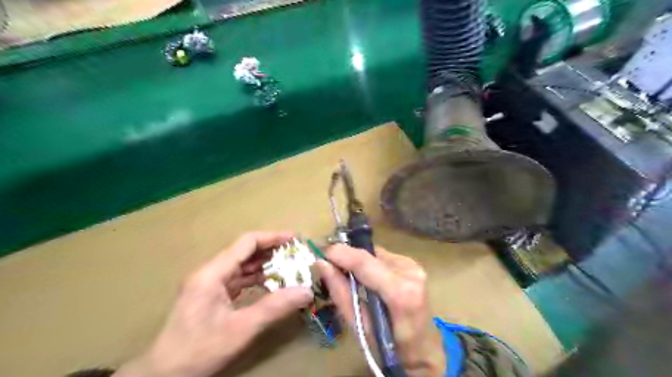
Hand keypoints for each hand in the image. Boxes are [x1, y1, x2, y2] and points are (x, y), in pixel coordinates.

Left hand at [114, 233, 314, 376]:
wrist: (161, 376)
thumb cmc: (198, 350)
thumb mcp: (241, 329)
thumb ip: (274, 308)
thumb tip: (306, 291)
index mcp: (212, 273)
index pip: (246, 243)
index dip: (272, 238)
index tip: (294, 239)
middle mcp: (210, 273)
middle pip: (244, 252)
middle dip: (271, 251)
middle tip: (296, 255)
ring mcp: (209, 284)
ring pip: (242, 266)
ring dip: (264, 266)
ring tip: (289, 268)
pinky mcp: (211, 296)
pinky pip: (237, 280)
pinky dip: (255, 279)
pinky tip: (271, 285)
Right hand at [318, 245, 444, 376]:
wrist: (424, 348)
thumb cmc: (391, 346)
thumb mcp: (361, 326)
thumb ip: (341, 293)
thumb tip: (322, 265)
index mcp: (401, 292)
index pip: (365, 262)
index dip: (340, 254)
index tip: (321, 253)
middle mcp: (410, 271)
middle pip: (369, 255)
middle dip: (346, 258)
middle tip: (329, 267)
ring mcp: (414, 265)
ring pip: (374, 254)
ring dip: (358, 262)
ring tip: (348, 277)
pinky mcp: (412, 263)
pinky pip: (382, 257)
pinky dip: (370, 265)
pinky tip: (367, 279)